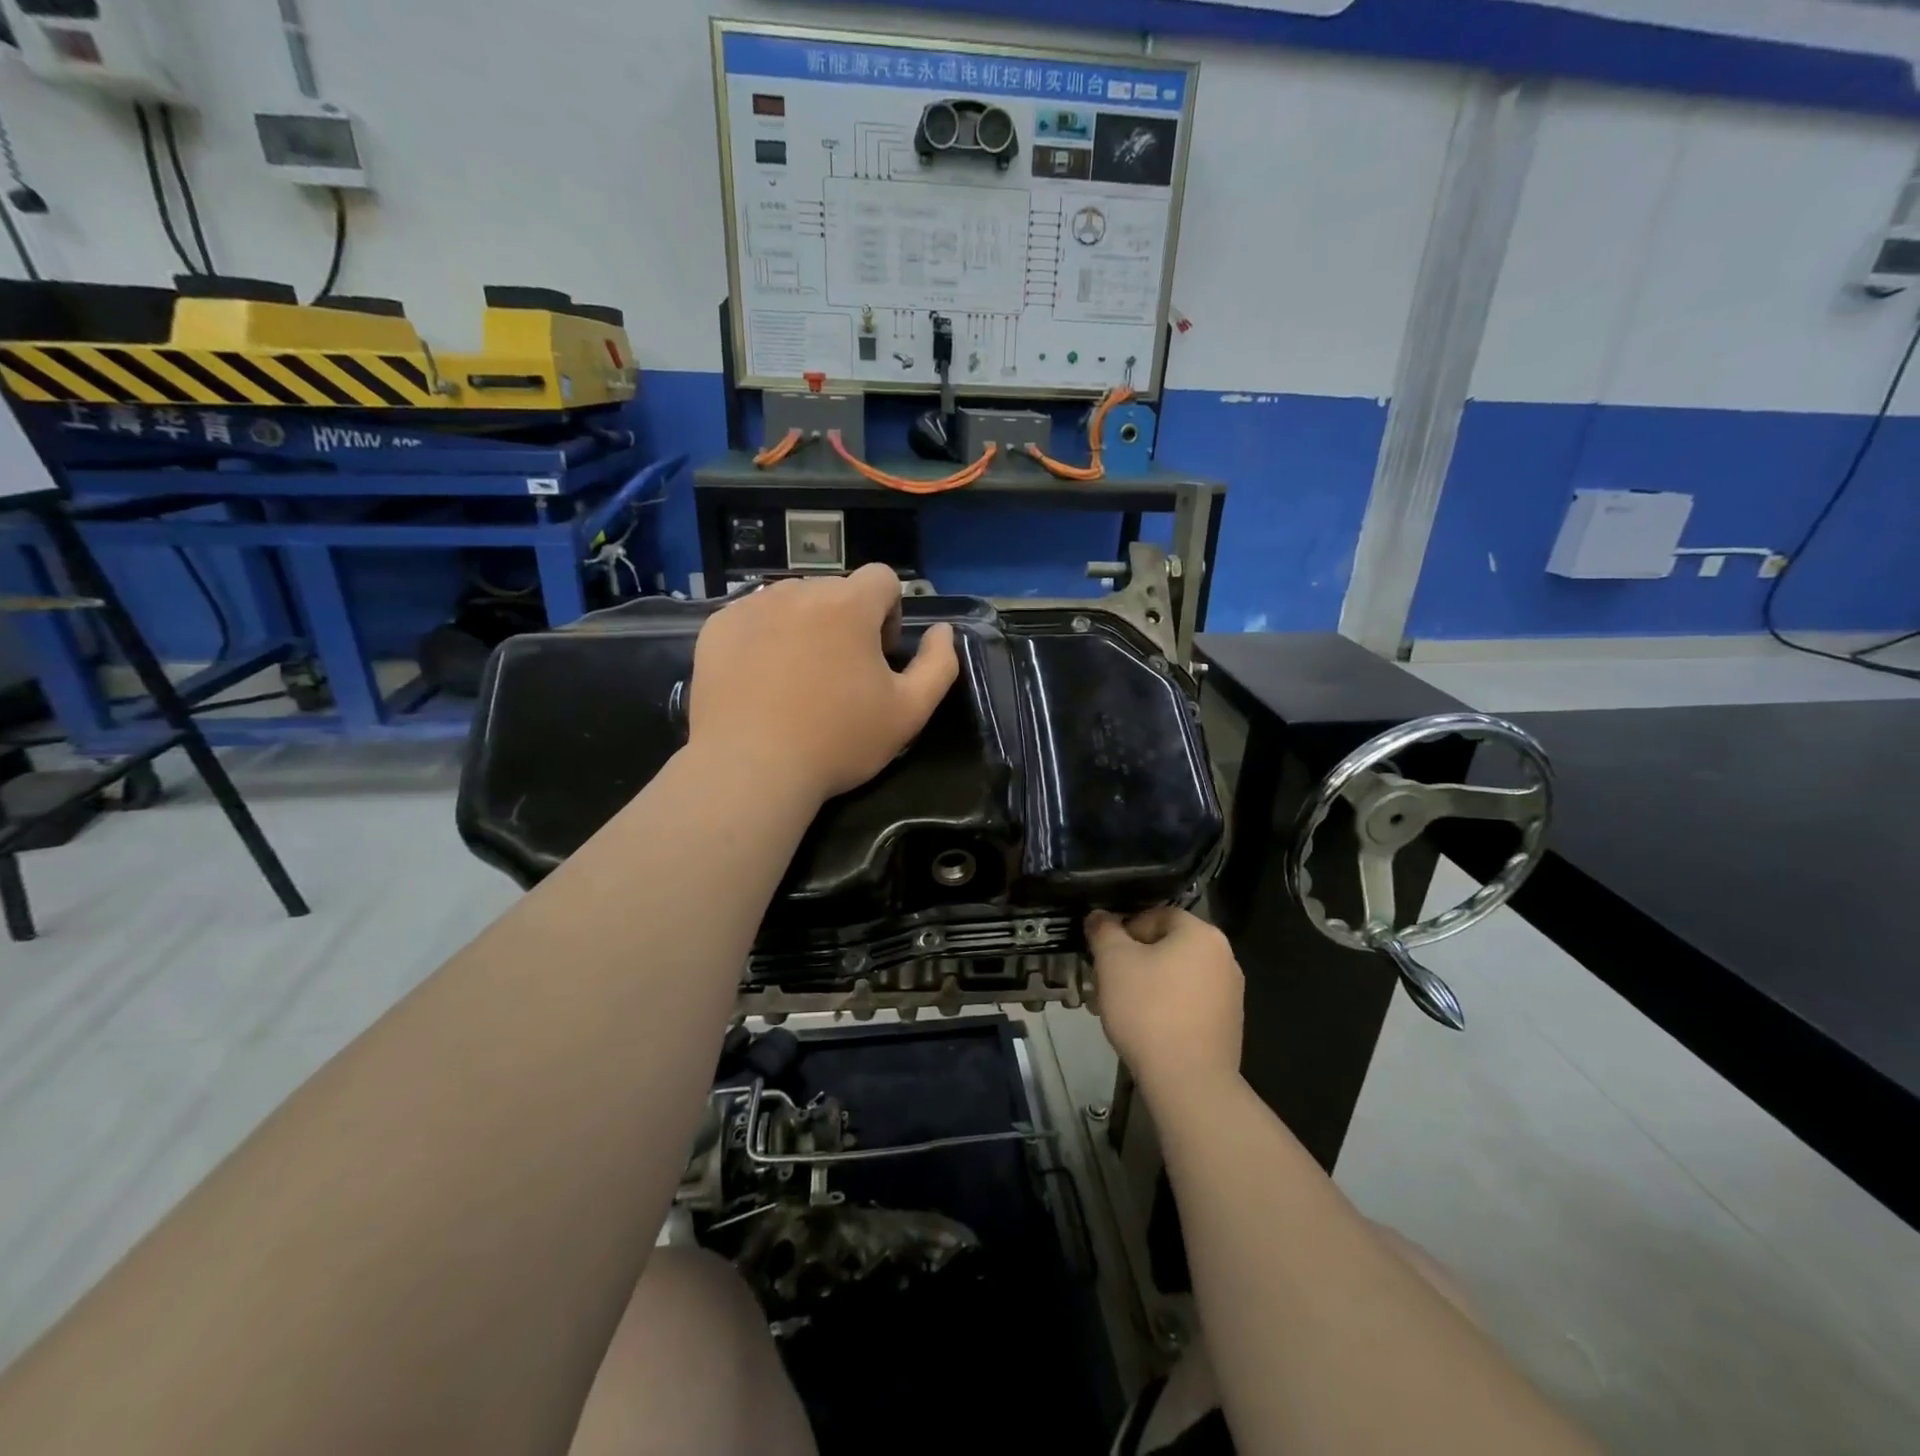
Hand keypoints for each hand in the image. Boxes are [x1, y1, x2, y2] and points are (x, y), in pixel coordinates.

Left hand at [688, 563, 959, 802]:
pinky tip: (761, 681)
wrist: (751, 768)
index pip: (882, 578)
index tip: (878, 657)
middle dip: (846, 622)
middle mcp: (799, 591)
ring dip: (804, 627)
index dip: (889, 614)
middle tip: (839, 676)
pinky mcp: (717, 628)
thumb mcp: (909, 712)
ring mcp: (751, 607)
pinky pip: (752, 618)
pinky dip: (763, 639)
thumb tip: (943, 631)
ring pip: (791, 602)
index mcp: (849, 604)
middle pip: (835, 590)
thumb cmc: (838, 741)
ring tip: (797, 678)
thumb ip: (938, 665)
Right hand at [1088, 907, 1243, 1096]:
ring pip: (1176, 976)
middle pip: (1167, 946)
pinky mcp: (1227, 1025)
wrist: (1189, 1082)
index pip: (1156, 915)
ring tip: (1120, 1009)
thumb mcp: (1113, 962)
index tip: (1104, 955)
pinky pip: (1188, 1003)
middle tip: (1106, 982)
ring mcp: (1230, 994)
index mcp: (1202, 934)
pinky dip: (1165, 1008)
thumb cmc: (1148, 1010)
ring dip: (1147, 985)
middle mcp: (1224, 957)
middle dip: (1133, 961)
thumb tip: (1099, 916)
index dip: (1124, 931)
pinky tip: (1145, 1029)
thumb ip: (1104, 931)